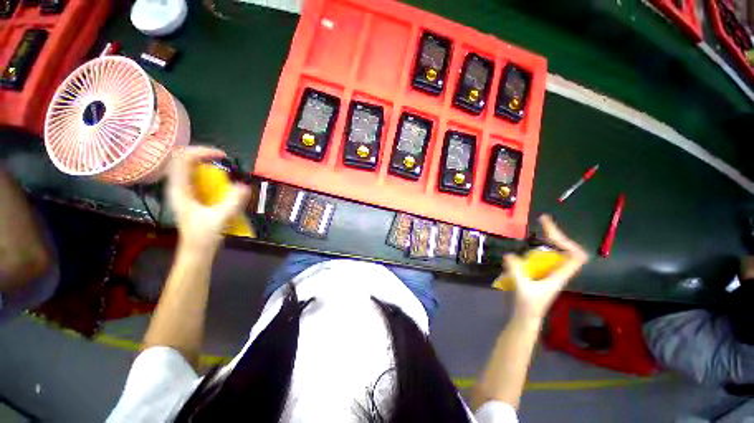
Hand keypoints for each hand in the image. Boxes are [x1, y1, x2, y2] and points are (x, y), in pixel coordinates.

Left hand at [167, 146, 250, 252]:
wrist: (196, 251)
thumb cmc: (204, 236)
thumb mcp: (220, 219)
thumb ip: (232, 202)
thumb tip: (245, 185)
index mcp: (179, 190)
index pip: (183, 159)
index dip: (202, 152)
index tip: (223, 156)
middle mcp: (177, 187)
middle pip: (184, 159)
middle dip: (204, 155)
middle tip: (223, 160)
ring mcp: (182, 191)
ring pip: (189, 167)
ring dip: (206, 163)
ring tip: (222, 166)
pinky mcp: (189, 195)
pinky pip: (195, 176)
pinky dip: (207, 172)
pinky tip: (220, 179)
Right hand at [503, 215, 588, 320]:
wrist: (526, 318)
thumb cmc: (528, 306)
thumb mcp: (522, 288)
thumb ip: (516, 271)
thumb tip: (509, 254)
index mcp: (559, 276)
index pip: (575, 256)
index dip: (566, 241)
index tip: (549, 231)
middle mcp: (557, 271)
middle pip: (567, 249)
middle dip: (556, 234)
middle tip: (542, 220)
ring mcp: (550, 272)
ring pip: (557, 252)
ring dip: (550, 239)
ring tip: (540, 227)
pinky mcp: (541, 273)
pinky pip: (546, 256)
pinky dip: (540, 247)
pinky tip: (528, 245)